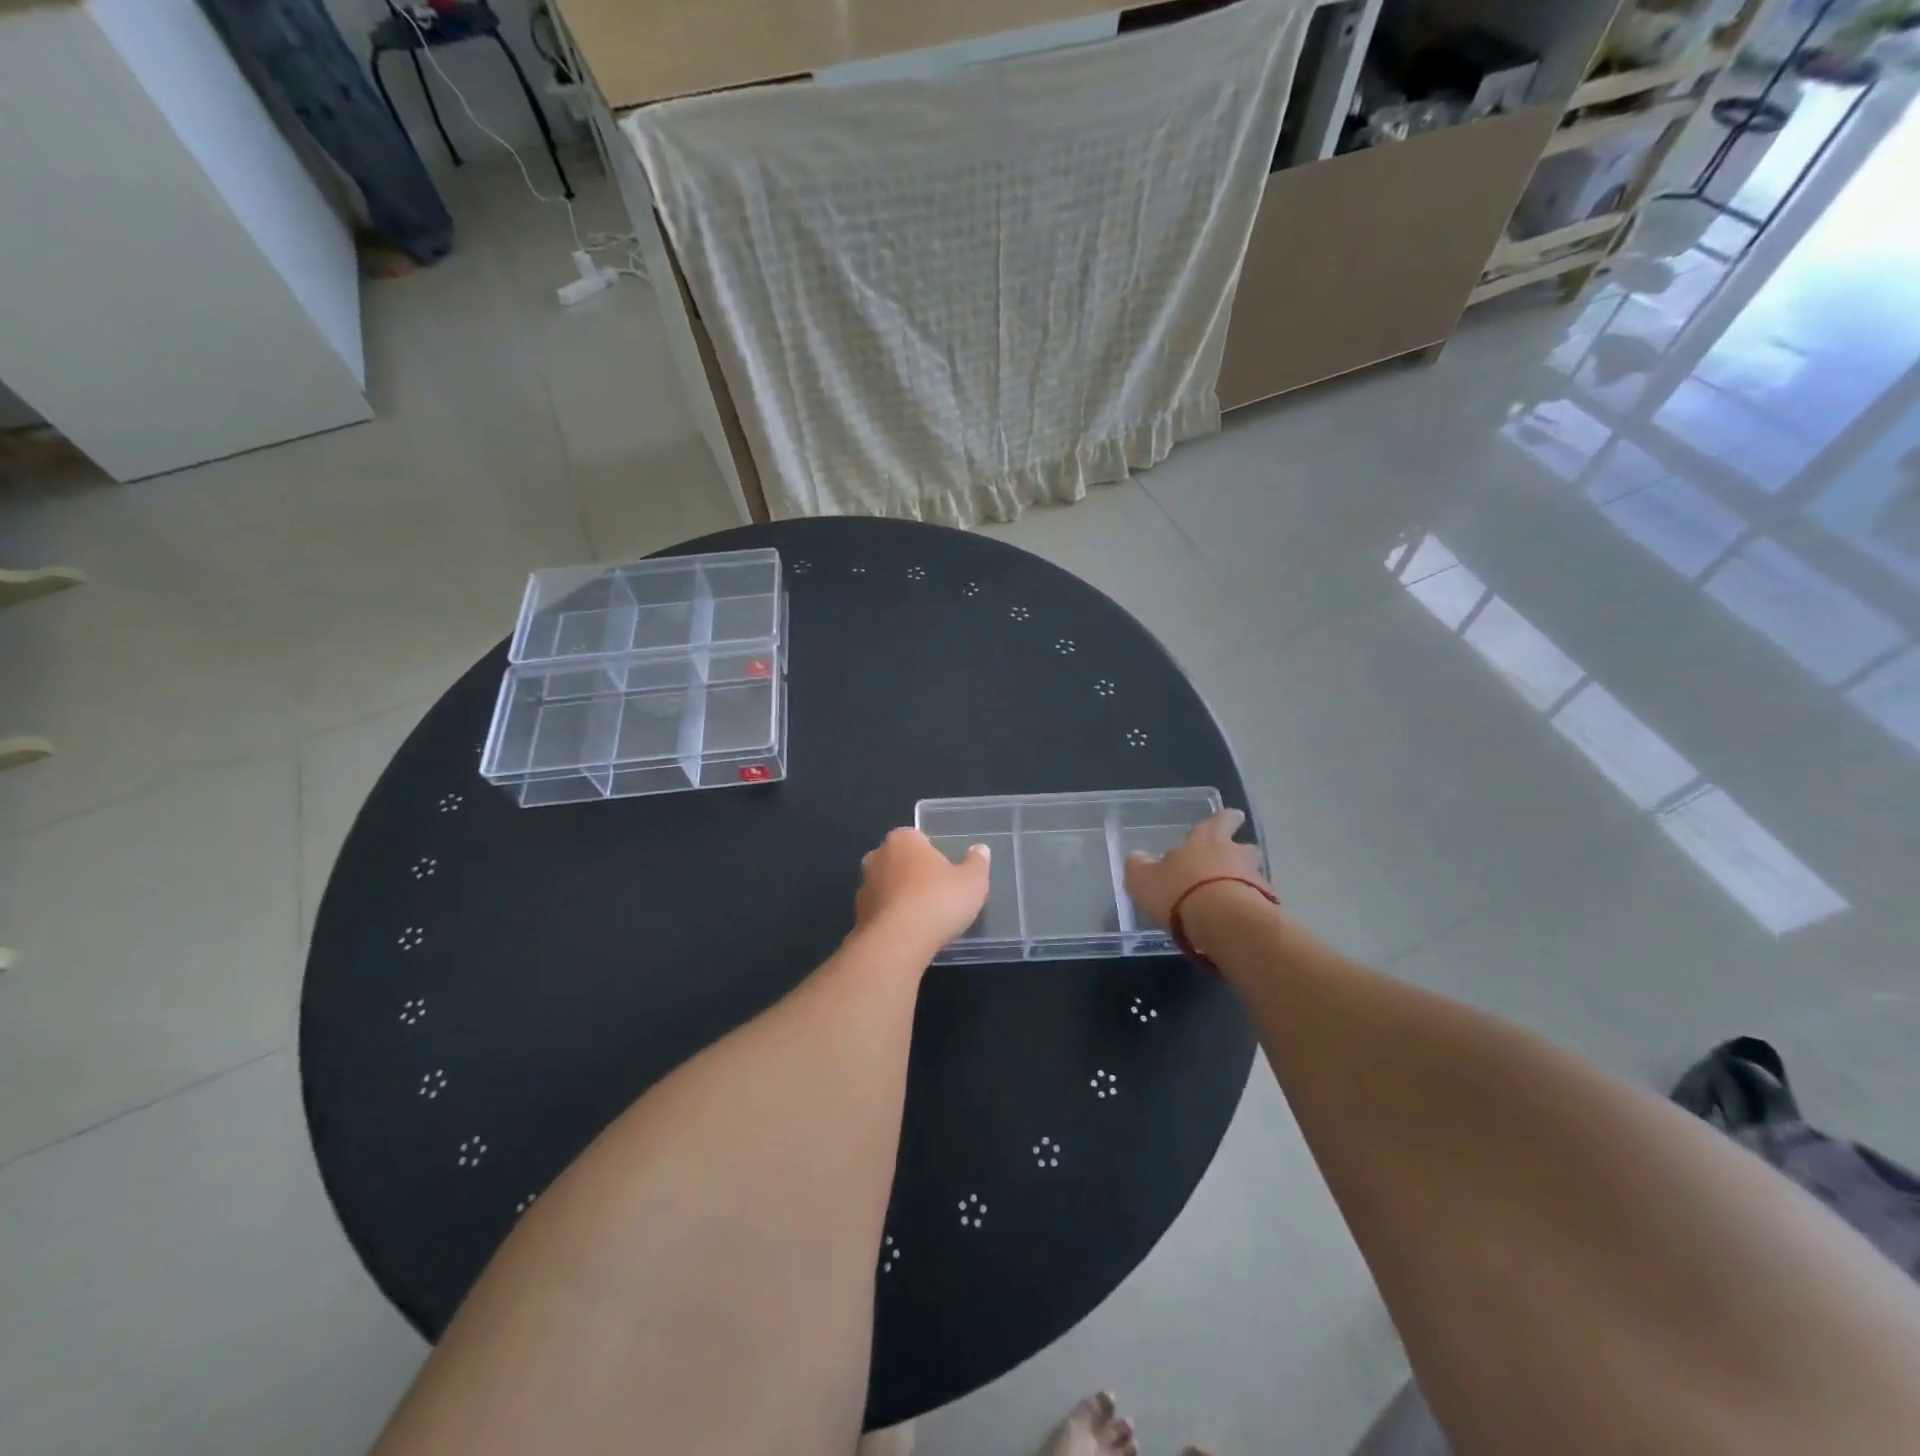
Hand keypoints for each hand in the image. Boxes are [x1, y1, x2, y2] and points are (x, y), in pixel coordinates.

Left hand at [855, 828, 990, 949]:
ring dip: (900, 897)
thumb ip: (977, 863)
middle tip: (936, 892)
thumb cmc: (938, 901)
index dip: (932, 853)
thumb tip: (979, 850)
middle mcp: (877, 857)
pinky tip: (909, 935)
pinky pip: (880, 913)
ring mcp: (864, 888)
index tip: (945, 871)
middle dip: (913, 873)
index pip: (917, 837)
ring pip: (886, 887)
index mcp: (903, 840)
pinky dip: (892, 920)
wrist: (897, 943)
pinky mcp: (858, 917)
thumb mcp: (972, 882)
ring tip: (924, 918)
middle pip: (898, 861)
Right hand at [1123, 808, 1271, 928]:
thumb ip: (1139, 867)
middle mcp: (1234, 855)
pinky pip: (1257, 904)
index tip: (1234, 816)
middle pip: (1243, 847)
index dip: (1224, 819)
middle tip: (1230, 862)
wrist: (1225, 923)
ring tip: (1230, 898)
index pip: (1217, 821)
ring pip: (1253, 876)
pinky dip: (1249, 909)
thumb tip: (1137, 857)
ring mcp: (1255, 881)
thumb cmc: (1180, 892)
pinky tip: (1236, 923)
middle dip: (1239, 853)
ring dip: (1244, 883)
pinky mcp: (1267, 909)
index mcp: (1204, 840)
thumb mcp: (1144, 880)